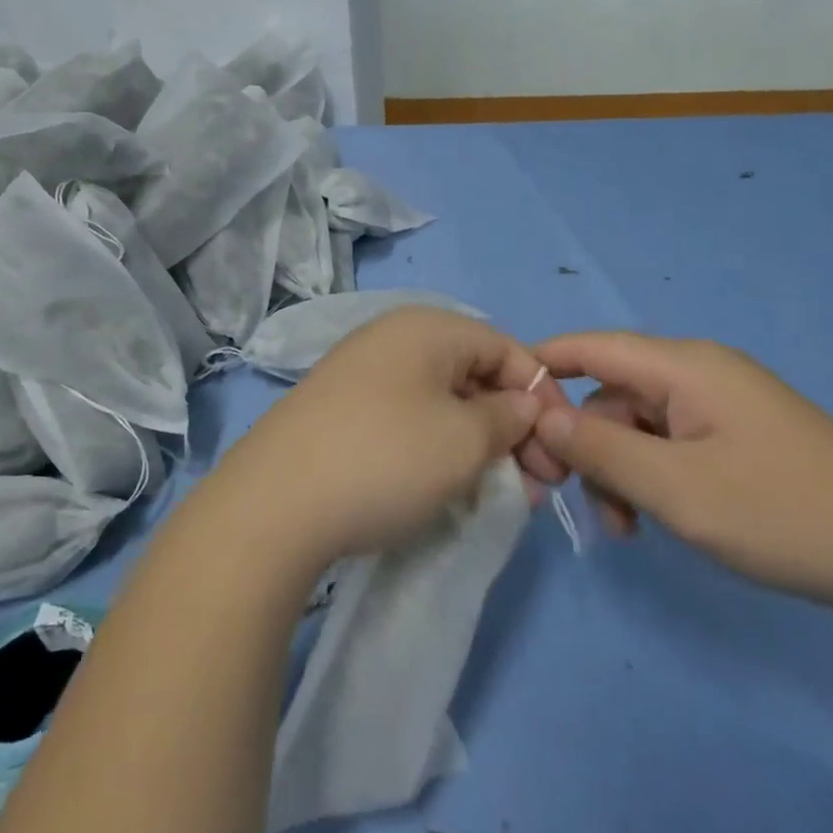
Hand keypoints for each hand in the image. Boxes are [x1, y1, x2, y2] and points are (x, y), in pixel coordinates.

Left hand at [218, 308, 566, 570]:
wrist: (274, 504)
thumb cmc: (386, 458)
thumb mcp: (465, 439)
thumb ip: (509, 417)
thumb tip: (521, 405)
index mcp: (427, 327)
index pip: (506, 347)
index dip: (541, 394)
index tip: (559, 448)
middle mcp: (393, 337)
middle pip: (474, 373)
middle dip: (512, 425)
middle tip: (533, 482)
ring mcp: (361, 372)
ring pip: (441, 399)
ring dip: (477, 441)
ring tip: (496, 490)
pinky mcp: (340, 410)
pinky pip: (407, 417)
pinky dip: (437, 446)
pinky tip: (445, 483)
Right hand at [532, 332, 832, 606]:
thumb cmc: (781, 512)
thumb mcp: (675, 487)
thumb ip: (600, 450)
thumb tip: (540, 417)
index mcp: (683, 366)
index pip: (590, 346)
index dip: (541, 368)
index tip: (503, 409)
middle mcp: (698, 372)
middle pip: (611, 392)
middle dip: (586, 443)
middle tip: (577, 501)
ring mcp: (721, 403)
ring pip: (638, 423)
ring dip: (619, 469)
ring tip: (627, 528)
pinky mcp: (737, 434)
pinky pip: (670, 441)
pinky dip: (650, 475)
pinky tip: (656, 519)